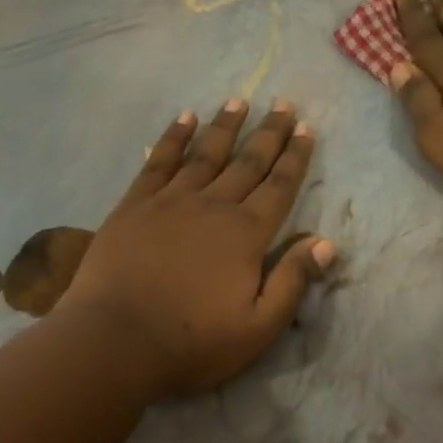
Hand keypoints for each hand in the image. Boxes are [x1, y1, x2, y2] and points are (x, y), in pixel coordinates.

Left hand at [60, 99, 336, 394]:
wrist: (115, 341)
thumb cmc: (193, 342)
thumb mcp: (259, 326)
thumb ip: (292, 280)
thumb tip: (326, 242)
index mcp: (246, 234)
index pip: (279, 186)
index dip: (295, 157)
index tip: (306, 129)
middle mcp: (213, 206)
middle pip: (248, 162)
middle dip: (269, 132)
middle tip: (283, 103)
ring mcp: (171, 201)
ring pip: (206, 154)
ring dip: (225, 126)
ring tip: (239, 100)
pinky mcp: (134, 205)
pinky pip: (159, 162)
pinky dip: (173, 138)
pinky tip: (184, 118)